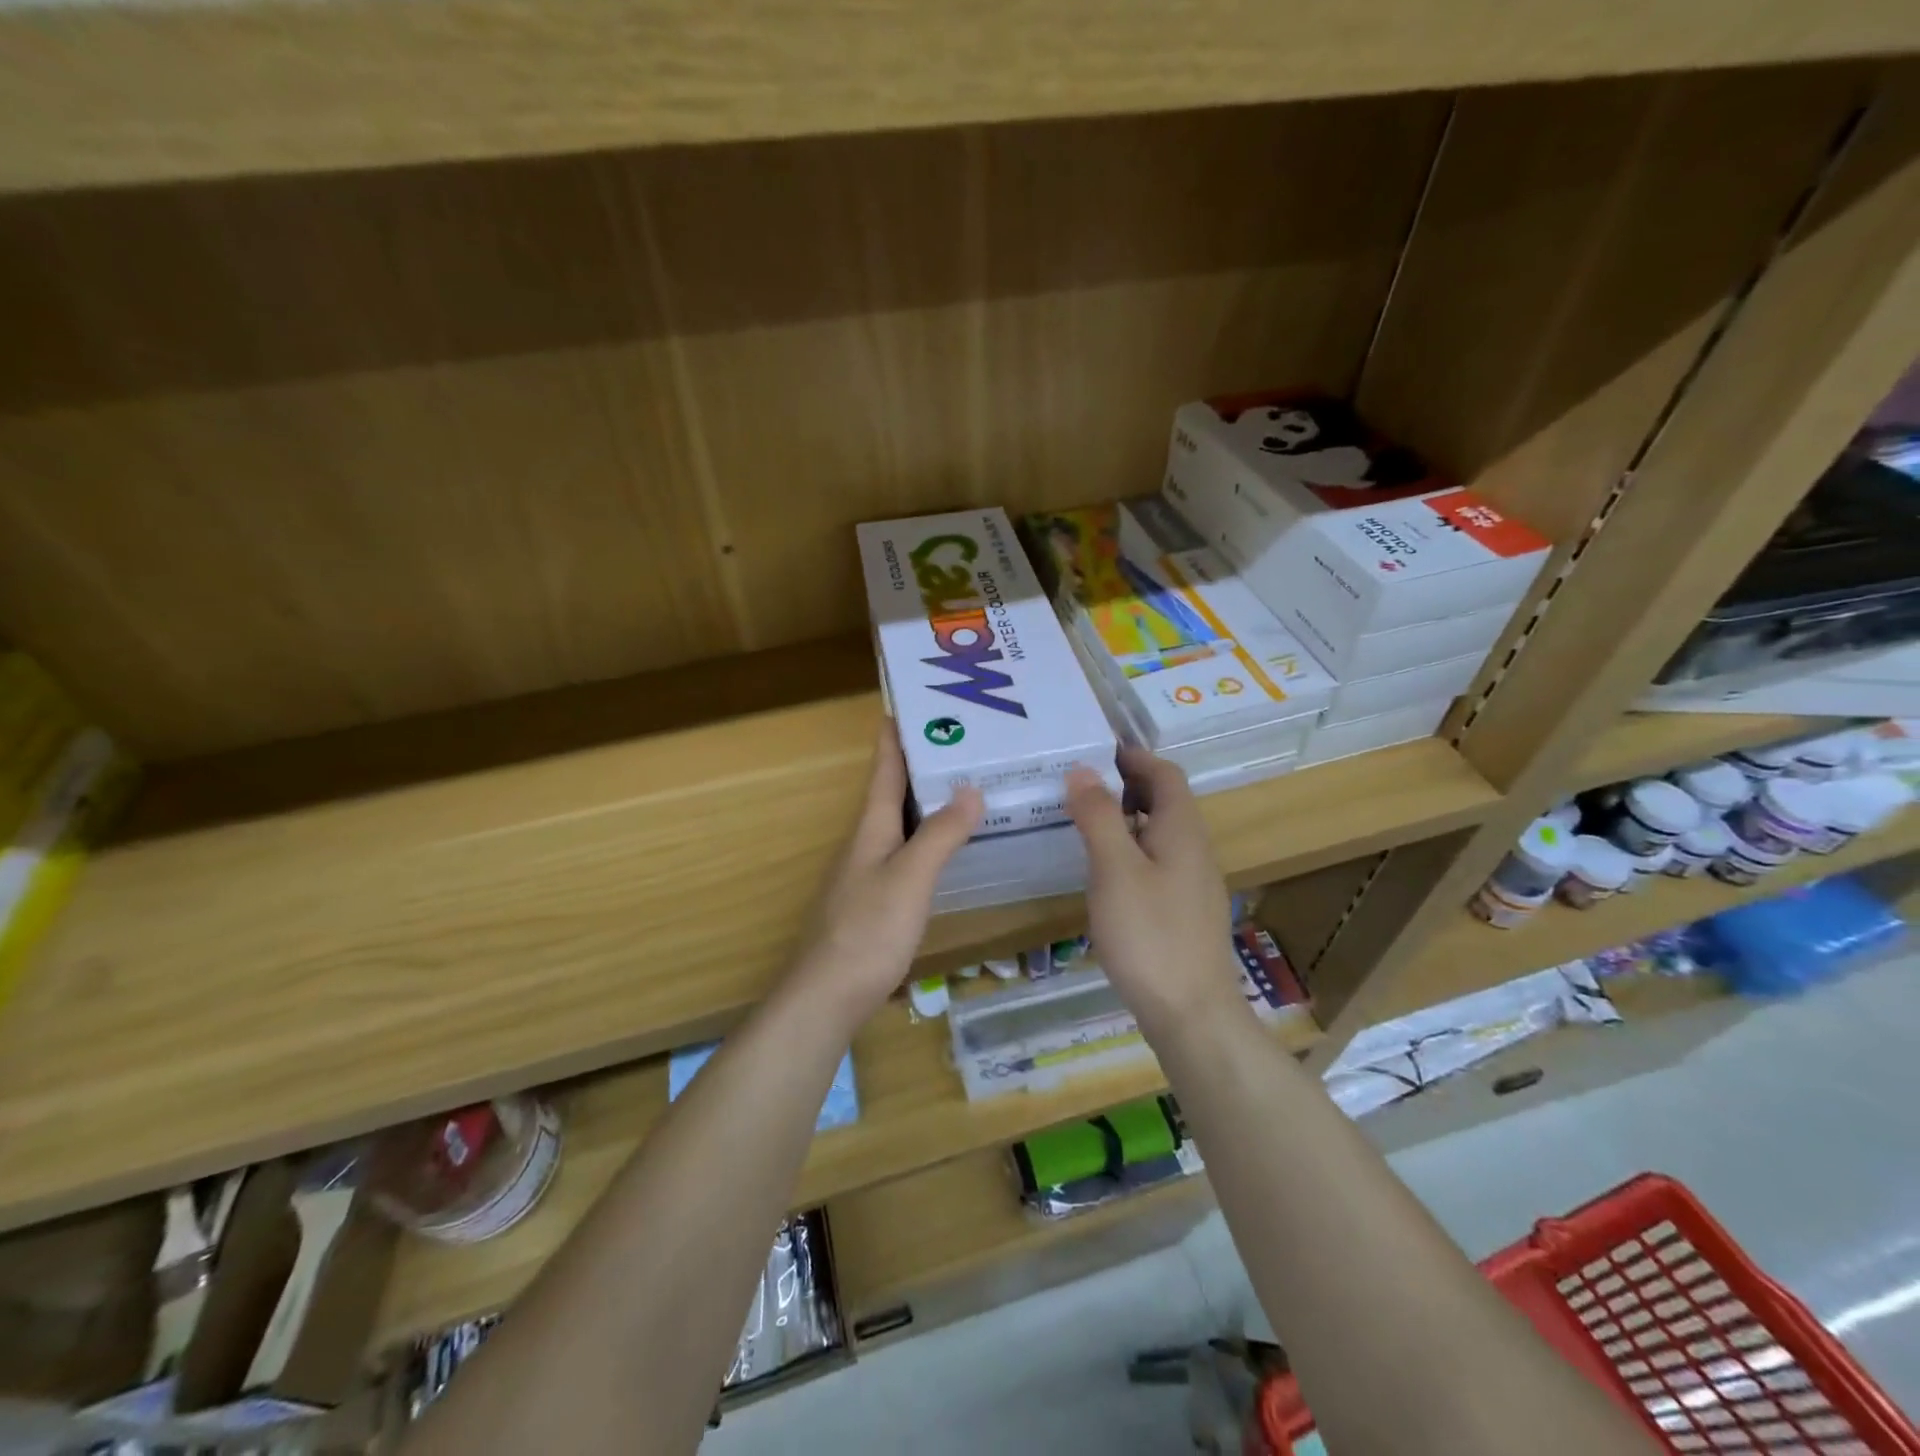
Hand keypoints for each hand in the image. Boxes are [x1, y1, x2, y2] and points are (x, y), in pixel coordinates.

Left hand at [789, 721, 980, 1026]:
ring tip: (966, 784)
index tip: (910, 702)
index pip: (883, 768)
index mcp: (871, 827)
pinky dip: (930, 837)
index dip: (895, 736)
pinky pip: (908, 852)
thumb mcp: (910, 877)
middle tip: (963, 740)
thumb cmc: (868, 930)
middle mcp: (867, 842)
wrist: (828, 996)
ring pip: (902, 823)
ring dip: (928, 800)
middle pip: (893, 791)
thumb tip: (970, 789)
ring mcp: (869, 872)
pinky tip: (951, 846)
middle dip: (922, 762)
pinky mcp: (877, 900)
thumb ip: (940, 834)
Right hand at [1065, 748, 1245, 1037]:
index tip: (1094, 751)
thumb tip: (1083, 770)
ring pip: (1159, 834)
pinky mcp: (1183, 912)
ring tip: (1083, 824)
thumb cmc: (1150, 935)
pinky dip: (1130, 851)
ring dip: (1126, 819)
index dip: (1133, 757)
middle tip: (1079, 786)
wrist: (1191, 1013)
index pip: (1164, 774)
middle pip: (1165, 801)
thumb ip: (1099, 816)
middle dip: (1126, 785)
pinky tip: (1104, 873)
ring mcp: (1192, 883)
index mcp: (1182, 830)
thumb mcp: (1115, 869)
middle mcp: (1194, 849)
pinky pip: (1157, 863)